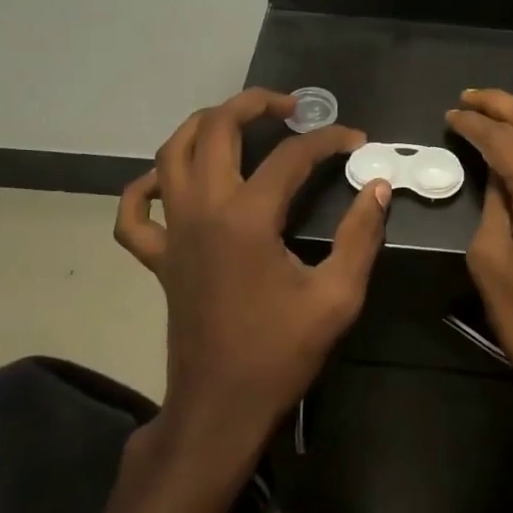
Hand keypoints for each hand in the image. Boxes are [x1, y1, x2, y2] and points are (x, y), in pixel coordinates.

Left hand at [114, 89, 391, 461]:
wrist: (220, 407)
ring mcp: (173, 232)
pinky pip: (136, 211)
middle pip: (216, 129)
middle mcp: (202, 211)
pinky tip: (171, 180)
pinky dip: (147, 185)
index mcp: (246, 219)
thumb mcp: (337, 297)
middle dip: (253, 104)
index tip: (356, 141)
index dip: (328, 140)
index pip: (291, 156)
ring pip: (171, 153)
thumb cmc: (280, 353)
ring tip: (238, 122)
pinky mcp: (158, 257)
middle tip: (289, 107)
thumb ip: (361, 236)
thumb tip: (375, 186)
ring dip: (203, 125)